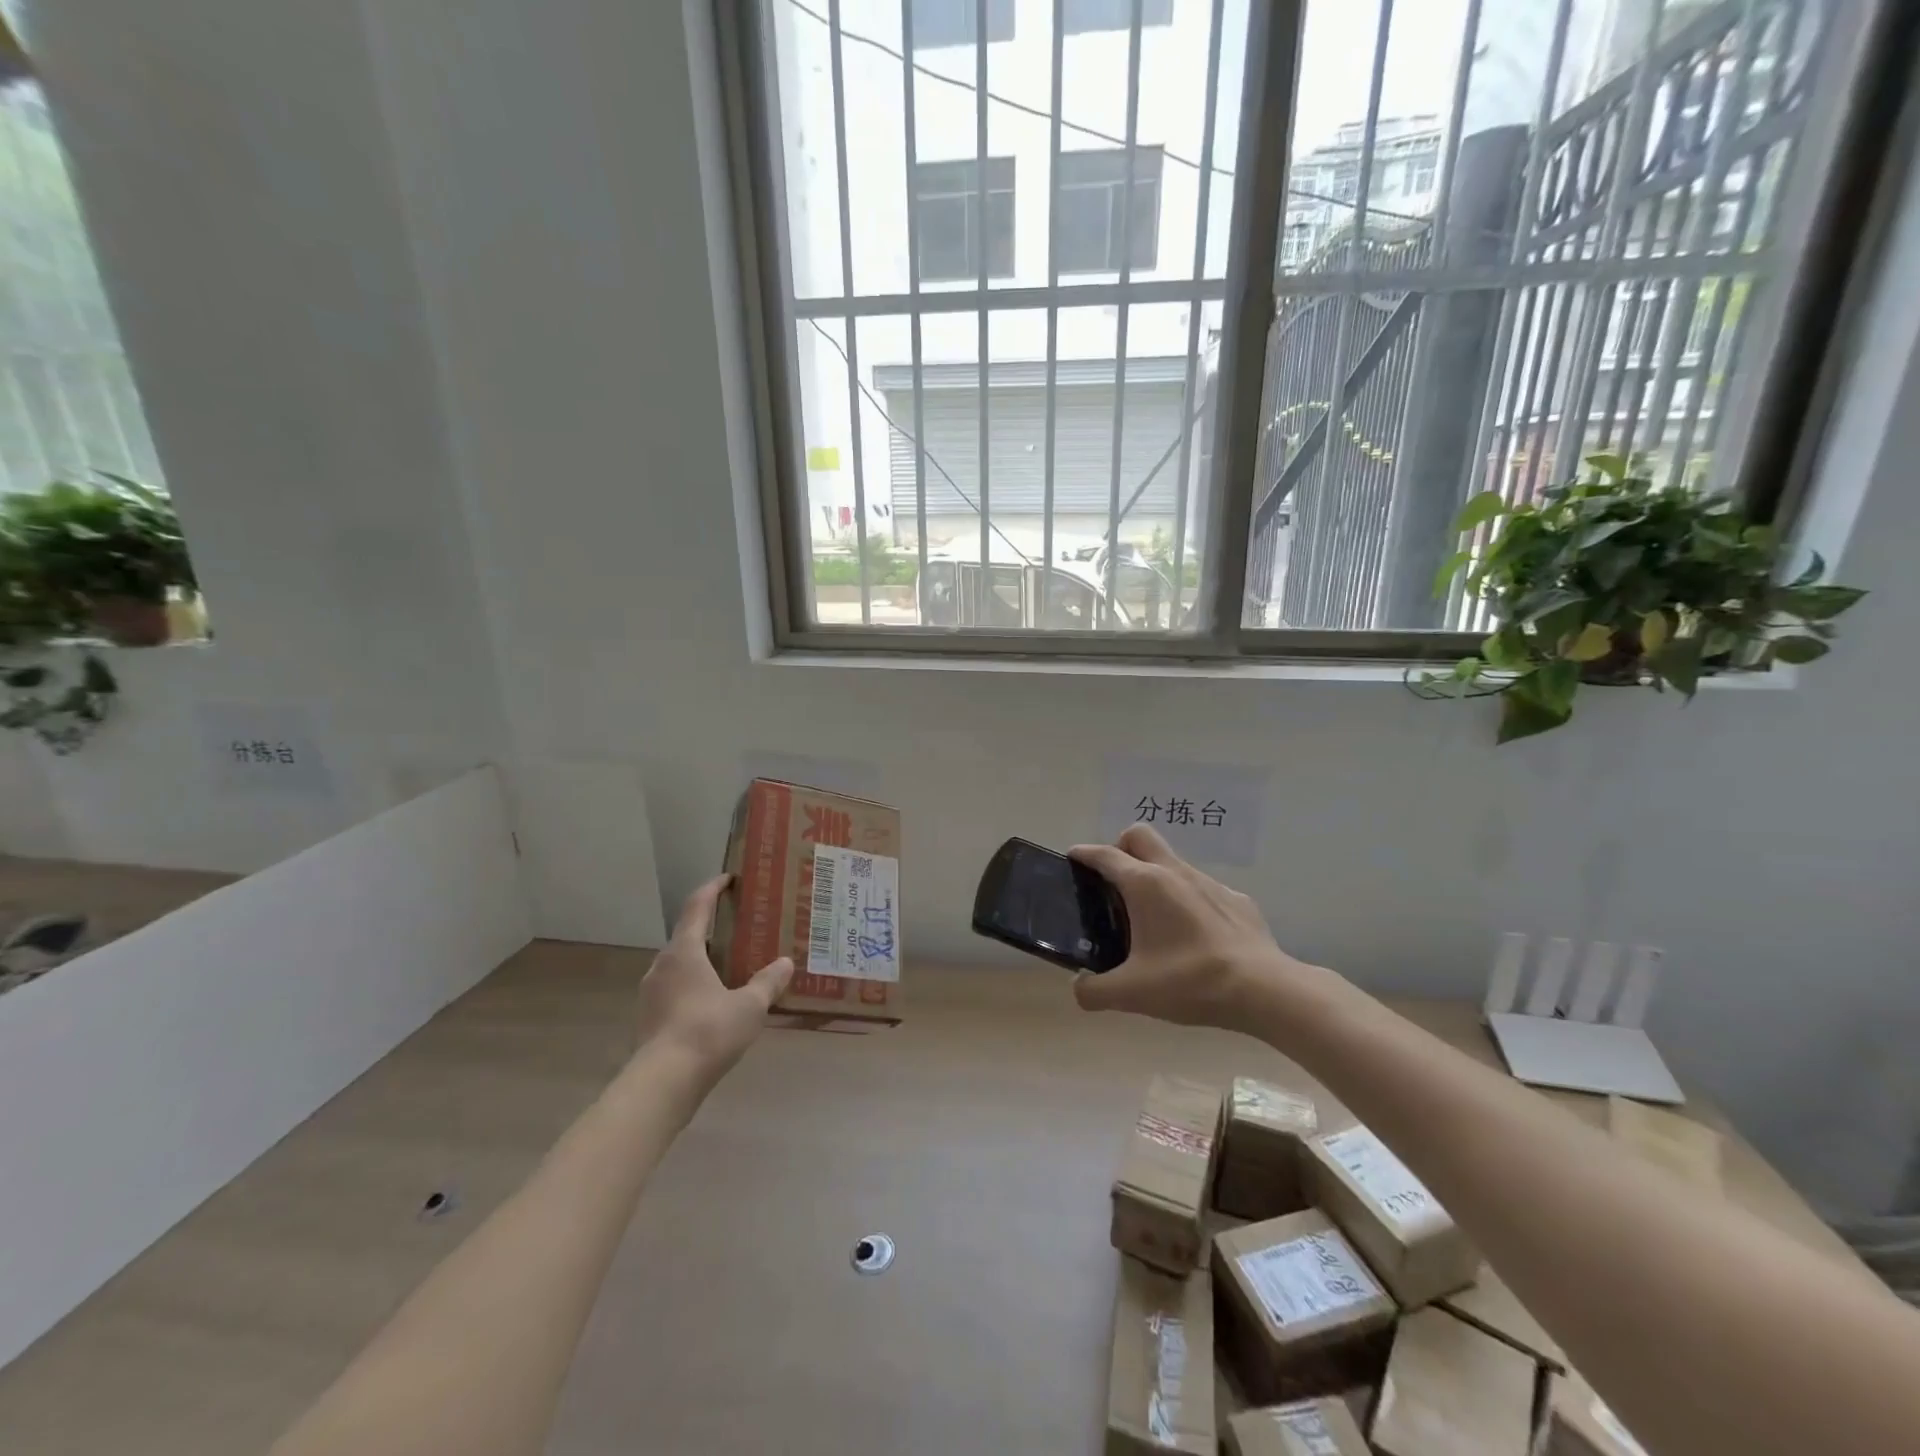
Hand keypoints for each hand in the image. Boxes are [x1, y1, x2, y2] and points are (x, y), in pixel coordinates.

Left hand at [633, 875, 792, 1083]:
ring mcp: (651, 993)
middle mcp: (661, 965)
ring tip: (730, 967)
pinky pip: (674, 990)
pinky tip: (714, 1003)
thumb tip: (786, 963)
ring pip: (679, 965)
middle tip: (739, 929)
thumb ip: (768, 982)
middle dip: (711, 929)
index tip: (728, 879)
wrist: (663, 1083)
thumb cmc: (708, 1031)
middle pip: (687, 936)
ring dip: (702, 960)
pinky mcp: (648, 1019)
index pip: (696, 907)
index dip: (712, 889)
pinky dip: (694, 986)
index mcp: (684, 951)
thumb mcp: (750, 1006)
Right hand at [1068, 824, 1305, 1028]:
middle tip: (1114, 882)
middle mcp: (1175, 872)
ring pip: (1173, 862)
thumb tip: (1079, 989)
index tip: (1073, 857)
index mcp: (1145, 884)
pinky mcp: (1236, 900)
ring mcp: (1210, 883)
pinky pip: (1202, 889)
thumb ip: (1094, 991)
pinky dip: (1189, 901)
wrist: (1264, 990)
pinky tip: (1194, 936)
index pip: (1105, 855)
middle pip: (1140, 836)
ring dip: (1156, 876)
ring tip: (1152, 918)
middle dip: (1121, 847)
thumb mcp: (1131, 994)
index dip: (1085, 854)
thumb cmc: (1189, 982)